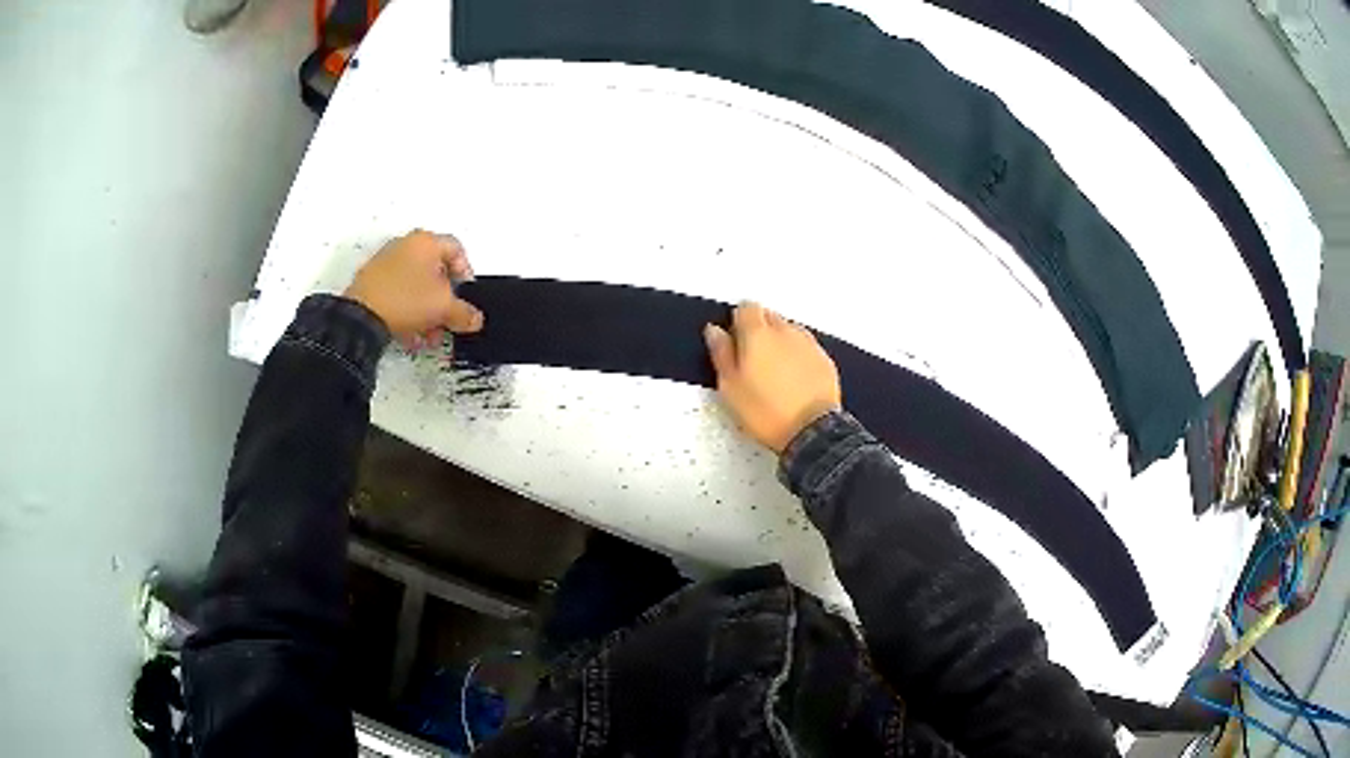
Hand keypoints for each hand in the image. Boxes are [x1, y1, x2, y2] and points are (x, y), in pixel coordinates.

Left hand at [344, 230, 482, 347]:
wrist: (361, 316)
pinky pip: (397, 293)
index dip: (465, 274)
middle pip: (434, 270)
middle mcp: (405, 245)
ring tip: (427, 333)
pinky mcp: (371, 281)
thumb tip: (474, 319)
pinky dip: (407, 311)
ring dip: (426, 310)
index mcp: (426, 241)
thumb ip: (464, 313)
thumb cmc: (402, 299)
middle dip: (443, 299)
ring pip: (415, 285)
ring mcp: (385, 262)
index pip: (457, 250)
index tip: (465, 294)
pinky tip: (409, 333)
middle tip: (447, 318)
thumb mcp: (444, 308)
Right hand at [705, 303, 841, 454]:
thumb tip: (714, 331)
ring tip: (774, 375)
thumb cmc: (765, 411)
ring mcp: (808, 344)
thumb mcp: (730, 387)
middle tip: (752, 361)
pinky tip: (793, 381)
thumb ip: (721, 353)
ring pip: (789, 331)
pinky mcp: (824, 360)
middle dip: (759, 331)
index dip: (738, 323)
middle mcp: (785, 331)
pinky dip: (798, 357)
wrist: (811, 431)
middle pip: (768, 316)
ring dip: (780, 344)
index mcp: (757, 333)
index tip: (734, 342)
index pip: (746, 307)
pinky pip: (806, 349)